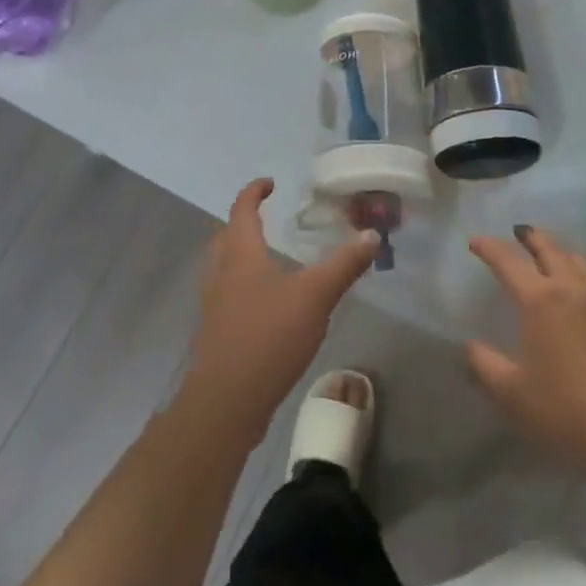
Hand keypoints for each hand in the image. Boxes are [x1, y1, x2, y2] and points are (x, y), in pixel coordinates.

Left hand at [185, 179, 378, 434]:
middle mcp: (220, 273)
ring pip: (223, 267)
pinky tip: (265, 304)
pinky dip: (242, 285)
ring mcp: (213, 305)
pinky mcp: (215, 333)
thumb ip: (344, 265)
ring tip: (267, 258)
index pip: (242, 210)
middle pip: (225, 237)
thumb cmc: (268, 337)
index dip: (254, 192)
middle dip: (243, 223)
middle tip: (266, 218)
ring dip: (240, 255)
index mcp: (240, 254)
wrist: (226, 402)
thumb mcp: (315, 296)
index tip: (270, 183)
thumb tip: (372, 235)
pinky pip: (227, 295)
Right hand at [465, 225, 585, 478]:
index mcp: (539, 299)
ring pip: (581, 261)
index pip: (508, 262)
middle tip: (519, 232)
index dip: (489, 248)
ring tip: (554, 254)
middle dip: (531, 237)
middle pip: (550, 249)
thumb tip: (470, 346)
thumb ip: (484, 365)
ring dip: (562, 252)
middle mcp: (572, 289)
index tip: (475, 242)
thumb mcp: (512, 393)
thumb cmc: (566, 409)